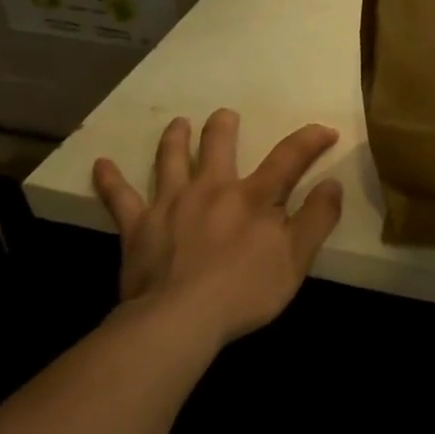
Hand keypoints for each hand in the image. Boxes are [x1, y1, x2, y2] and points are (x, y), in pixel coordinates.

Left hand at [92, 111, 343, 344]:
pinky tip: (101, 164)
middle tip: (225, 115)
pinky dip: (110, 180)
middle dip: (224, 127)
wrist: (180, 318)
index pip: (289, 157)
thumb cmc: (246, 290)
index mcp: (253, 196)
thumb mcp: (297, 258)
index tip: (326, 130)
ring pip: (171, 160)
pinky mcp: (138, 227)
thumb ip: (318, 218)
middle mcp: (211, 188)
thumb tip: (332, 183)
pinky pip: (120, 197)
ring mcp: (171, 204)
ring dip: (175, 138)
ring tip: (177, 123)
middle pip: (218, 146)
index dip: (310, 140)